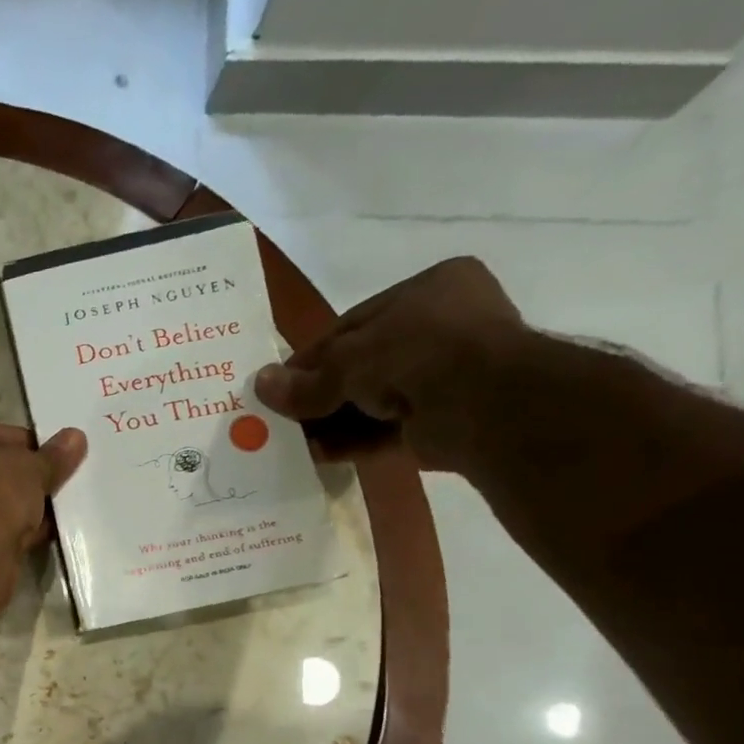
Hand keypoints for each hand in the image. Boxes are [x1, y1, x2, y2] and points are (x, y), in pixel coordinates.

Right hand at [252, 257, 527, 472]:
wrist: (483, 404)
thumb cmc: (416, 354)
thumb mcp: (348, 361)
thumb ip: (306, 381)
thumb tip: (260, 385)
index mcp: (429, 289)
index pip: (353, 324)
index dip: (311, 358)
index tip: (277, 385)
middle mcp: (442, 326)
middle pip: (361, 364)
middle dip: (320, 394)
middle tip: (282, 417)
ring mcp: (446, 374)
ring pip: (373, 399)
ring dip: (332, 422)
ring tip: (292, 442)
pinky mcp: (443, 418)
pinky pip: (386, 429)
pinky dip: (353, 441)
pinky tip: (318, 455)